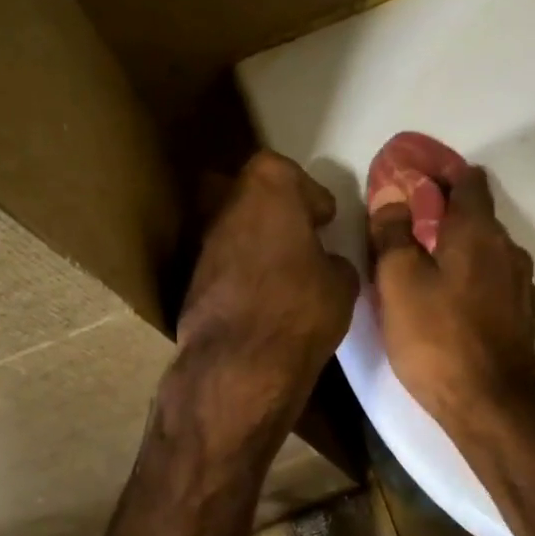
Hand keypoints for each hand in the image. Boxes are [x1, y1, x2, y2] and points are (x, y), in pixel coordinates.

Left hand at [175, 151, 359, 435]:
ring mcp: (204, 243)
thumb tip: (324, 263)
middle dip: (279, 211)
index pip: (285, 171)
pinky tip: (264, 296)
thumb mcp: (342, 282)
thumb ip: (333, 260)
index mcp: (268, 189)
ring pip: (236, 228)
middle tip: (304, 237)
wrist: (239, 365)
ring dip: (259, 241)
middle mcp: (228, 206)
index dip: (308, 193)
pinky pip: (226, 263)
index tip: (324, 219)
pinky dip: (243, 271)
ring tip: (286, 270)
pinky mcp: (192, 279)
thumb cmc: (300, 308)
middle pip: (253, 194)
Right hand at [369, 165, 534, 442]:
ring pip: (485, 250)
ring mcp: (520, 284)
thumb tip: (392, 194)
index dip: (440, 174)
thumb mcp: (398, 281)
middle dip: (443, 214)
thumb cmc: (436, 337)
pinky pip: (492, 279)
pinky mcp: (521, 315)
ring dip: (457, 249)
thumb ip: (393, 232)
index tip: (411, 182)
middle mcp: (507, 248)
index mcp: (478, 231)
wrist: (490, 406)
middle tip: (404, 229)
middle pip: (476, 215)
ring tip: (423, 267)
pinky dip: (471, 277)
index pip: (468, 180)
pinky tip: (449, 301)